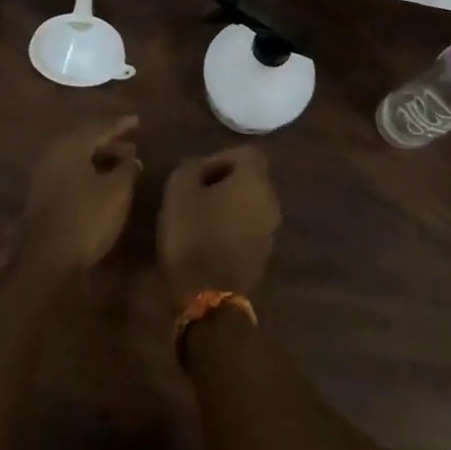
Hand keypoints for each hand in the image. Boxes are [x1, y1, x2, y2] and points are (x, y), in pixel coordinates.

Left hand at [21, 115, 142, 274]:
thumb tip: (133, 159)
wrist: (48, 259)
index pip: (99, 127)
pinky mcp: (41, 195)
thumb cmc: (87, 217)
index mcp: (70, 146)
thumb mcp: (117, 191)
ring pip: (76, 158)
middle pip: (85, 141)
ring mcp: (44, 175)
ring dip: (99, 159)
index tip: (137, 120)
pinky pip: (69, 173)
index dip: (120, 124)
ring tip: (121, 166)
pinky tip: (101, 183)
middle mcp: (53, 154)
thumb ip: (128, 169)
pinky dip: (88, 172)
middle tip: (132, 147)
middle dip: (110, 143)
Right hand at [157, 145, 281, 305]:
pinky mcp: (263, 256)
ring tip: (196, 219)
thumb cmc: (194, 233)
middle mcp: (271, 201)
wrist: (209, 296)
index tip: (196, 175)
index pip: (244, 153)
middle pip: (248, 179)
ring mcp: (270, 231)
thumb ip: (191, 167)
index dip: (218, 158)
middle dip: (221, 182)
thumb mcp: (179, 189)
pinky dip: (230, 229)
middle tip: (193, 195)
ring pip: (248, 205)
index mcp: (255, 180)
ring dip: (226, 206)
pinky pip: (247, 229)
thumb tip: (199, 168)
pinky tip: (206, 241)